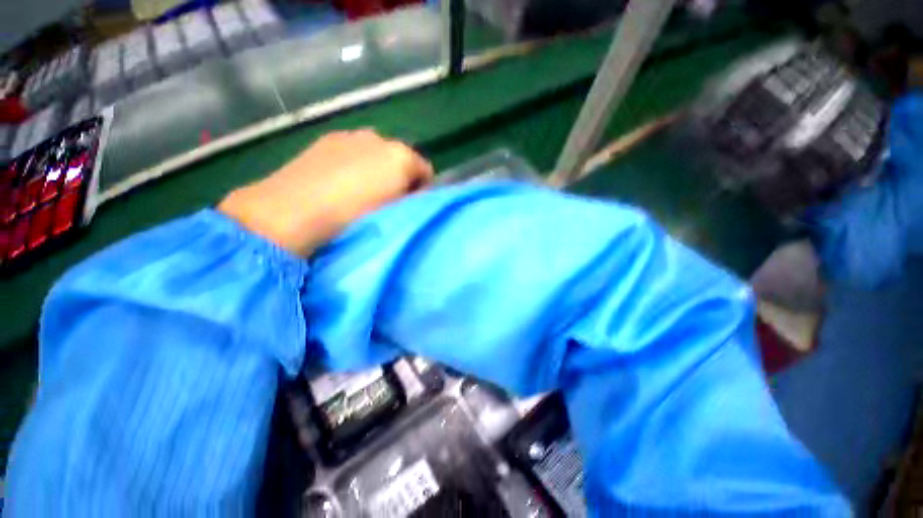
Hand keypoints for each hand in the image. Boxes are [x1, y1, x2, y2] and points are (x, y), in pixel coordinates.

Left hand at [218, 130, 433, 254]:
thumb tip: (414, 192)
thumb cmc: (355, 214)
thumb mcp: (396, 211)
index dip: (423, 189)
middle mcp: (378, 137)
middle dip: (399, 177)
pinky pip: (352, 151)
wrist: (294, 209)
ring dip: (376, 169)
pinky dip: (354, 163)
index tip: (411, 205)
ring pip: (376, 153)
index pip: (425, 169)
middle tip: (387, 200)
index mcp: (400, 155)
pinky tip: (340, 182)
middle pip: (400, 159)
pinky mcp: (325, 140)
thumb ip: (413, 197)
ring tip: (361, 193)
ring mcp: (349, 136)